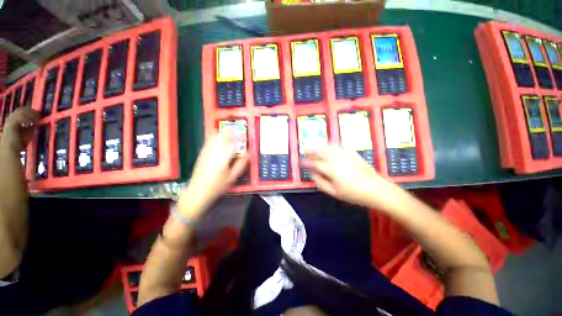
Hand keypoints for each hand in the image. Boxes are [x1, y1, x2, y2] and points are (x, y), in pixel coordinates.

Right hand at [1, 108, 39, 151]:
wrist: (10, 150)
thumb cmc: (20, 143)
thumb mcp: (28, 133)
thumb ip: (33, 127)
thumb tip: (39, 122)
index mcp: (14, 120)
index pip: (23, 111)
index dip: (31, 111)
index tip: (40, 115)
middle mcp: (10, 118)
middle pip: (21, 109)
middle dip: (31, 111)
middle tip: (39, 115)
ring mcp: (9, 121)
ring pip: (20, 112)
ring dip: (30, 115)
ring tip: (36, 119)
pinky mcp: (10, 124)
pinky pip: (18, 117)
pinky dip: (26, 119)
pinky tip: (30, 123)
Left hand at [179, 131, 247, 218]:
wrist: (197, 192)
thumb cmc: (217, 186)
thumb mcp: (232, 177)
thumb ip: (241, 164)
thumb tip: (249, 153)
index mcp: (223, 157)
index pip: (233, 142)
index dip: (239, 137)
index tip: (244, 135)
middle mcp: (214, 151)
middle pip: (223, 136)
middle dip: (231, 132)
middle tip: (238, 131)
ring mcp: (206, 151)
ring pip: (215, 137)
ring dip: (223, 133)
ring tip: (230, 132)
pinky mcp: (202, 153)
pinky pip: (209, 141)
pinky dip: (215, 137)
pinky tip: (219, 138)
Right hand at [302, 144, 398, 207]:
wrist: (376, 189)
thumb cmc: (353, 193)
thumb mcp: (334, 192)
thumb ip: (321, 182)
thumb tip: (312, 174)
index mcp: (330, 169)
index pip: (314, 163)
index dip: (305, 162)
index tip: (300, 162)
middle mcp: (335, 158)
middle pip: (320, 151)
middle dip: (311, 149)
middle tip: (305, 148)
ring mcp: (344, 154)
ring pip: (328, 146)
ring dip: (319, 144)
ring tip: (314, 142)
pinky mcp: (352, 152)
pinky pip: (339, 144)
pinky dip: (332, 142)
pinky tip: (330, 142)